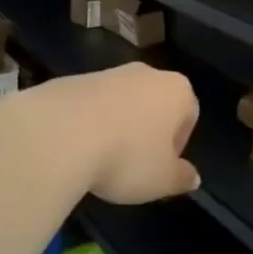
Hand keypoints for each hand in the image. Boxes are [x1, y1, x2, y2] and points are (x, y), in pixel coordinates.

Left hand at [25, 65, 200, 204]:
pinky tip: (77, 148)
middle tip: (135, 164)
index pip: (189, 114)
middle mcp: (147, 73)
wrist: (59, 132)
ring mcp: (109, 73)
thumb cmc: (127, 156)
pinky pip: (91, 104)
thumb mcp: (161, 180)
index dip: (178, 144)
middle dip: (148, 131)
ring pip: (123, 102)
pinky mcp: (74, 79)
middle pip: (155, 103)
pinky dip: (89, 122)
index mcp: (177, 91)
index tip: (161, 167)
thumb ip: (181, 178)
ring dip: (118, 126)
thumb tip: (192, 177)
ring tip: (101, 159)